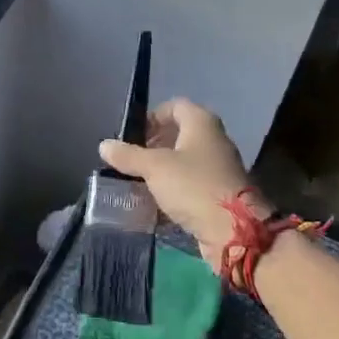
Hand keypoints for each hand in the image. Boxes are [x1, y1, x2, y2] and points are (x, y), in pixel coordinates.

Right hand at [98, 98, 265, 264]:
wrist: (234, 231)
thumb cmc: (193, 186)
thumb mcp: (155, 168)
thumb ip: (129, 156)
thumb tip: (104, 145)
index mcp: (201, 123)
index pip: (175, 106)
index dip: (152, 116)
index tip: (132, 135)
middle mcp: (214, 140)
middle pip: (179, 134)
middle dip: (153, 146)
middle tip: (131, 160)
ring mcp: (219, 168)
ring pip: (184, 162)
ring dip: (161, 171)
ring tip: (138, 183)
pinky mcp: (219, 193)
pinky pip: (190, 185)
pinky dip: (173, 191)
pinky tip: (155, 204)